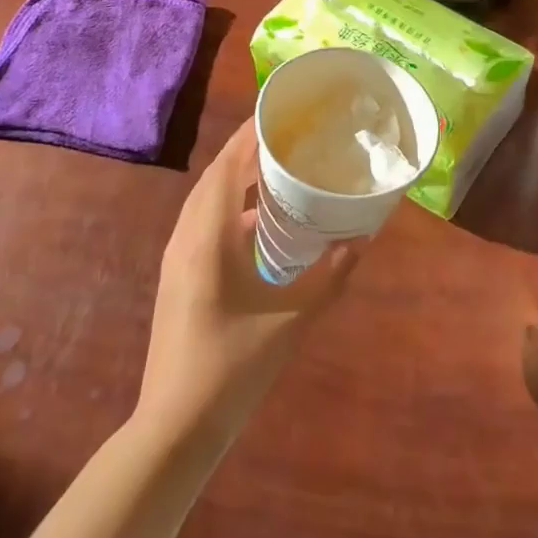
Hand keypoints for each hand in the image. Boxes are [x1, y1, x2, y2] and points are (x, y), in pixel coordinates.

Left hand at [135, 120, 360, 447]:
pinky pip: (204, 220)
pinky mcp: (178, 273)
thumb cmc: (233, 368)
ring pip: (207, 198)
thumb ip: (331, 277)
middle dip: (248, 149)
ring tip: (278, 165)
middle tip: (290, 134)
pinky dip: (231, 205)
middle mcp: (187, 235)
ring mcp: (178, 255)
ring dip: (238, 176)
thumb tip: (363, 239)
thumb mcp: (292, 321)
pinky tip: (262, 219)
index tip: (282, 111)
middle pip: (216, 174)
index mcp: (208, 236)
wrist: (175, 426)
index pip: (228, 165)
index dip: (252, 134)